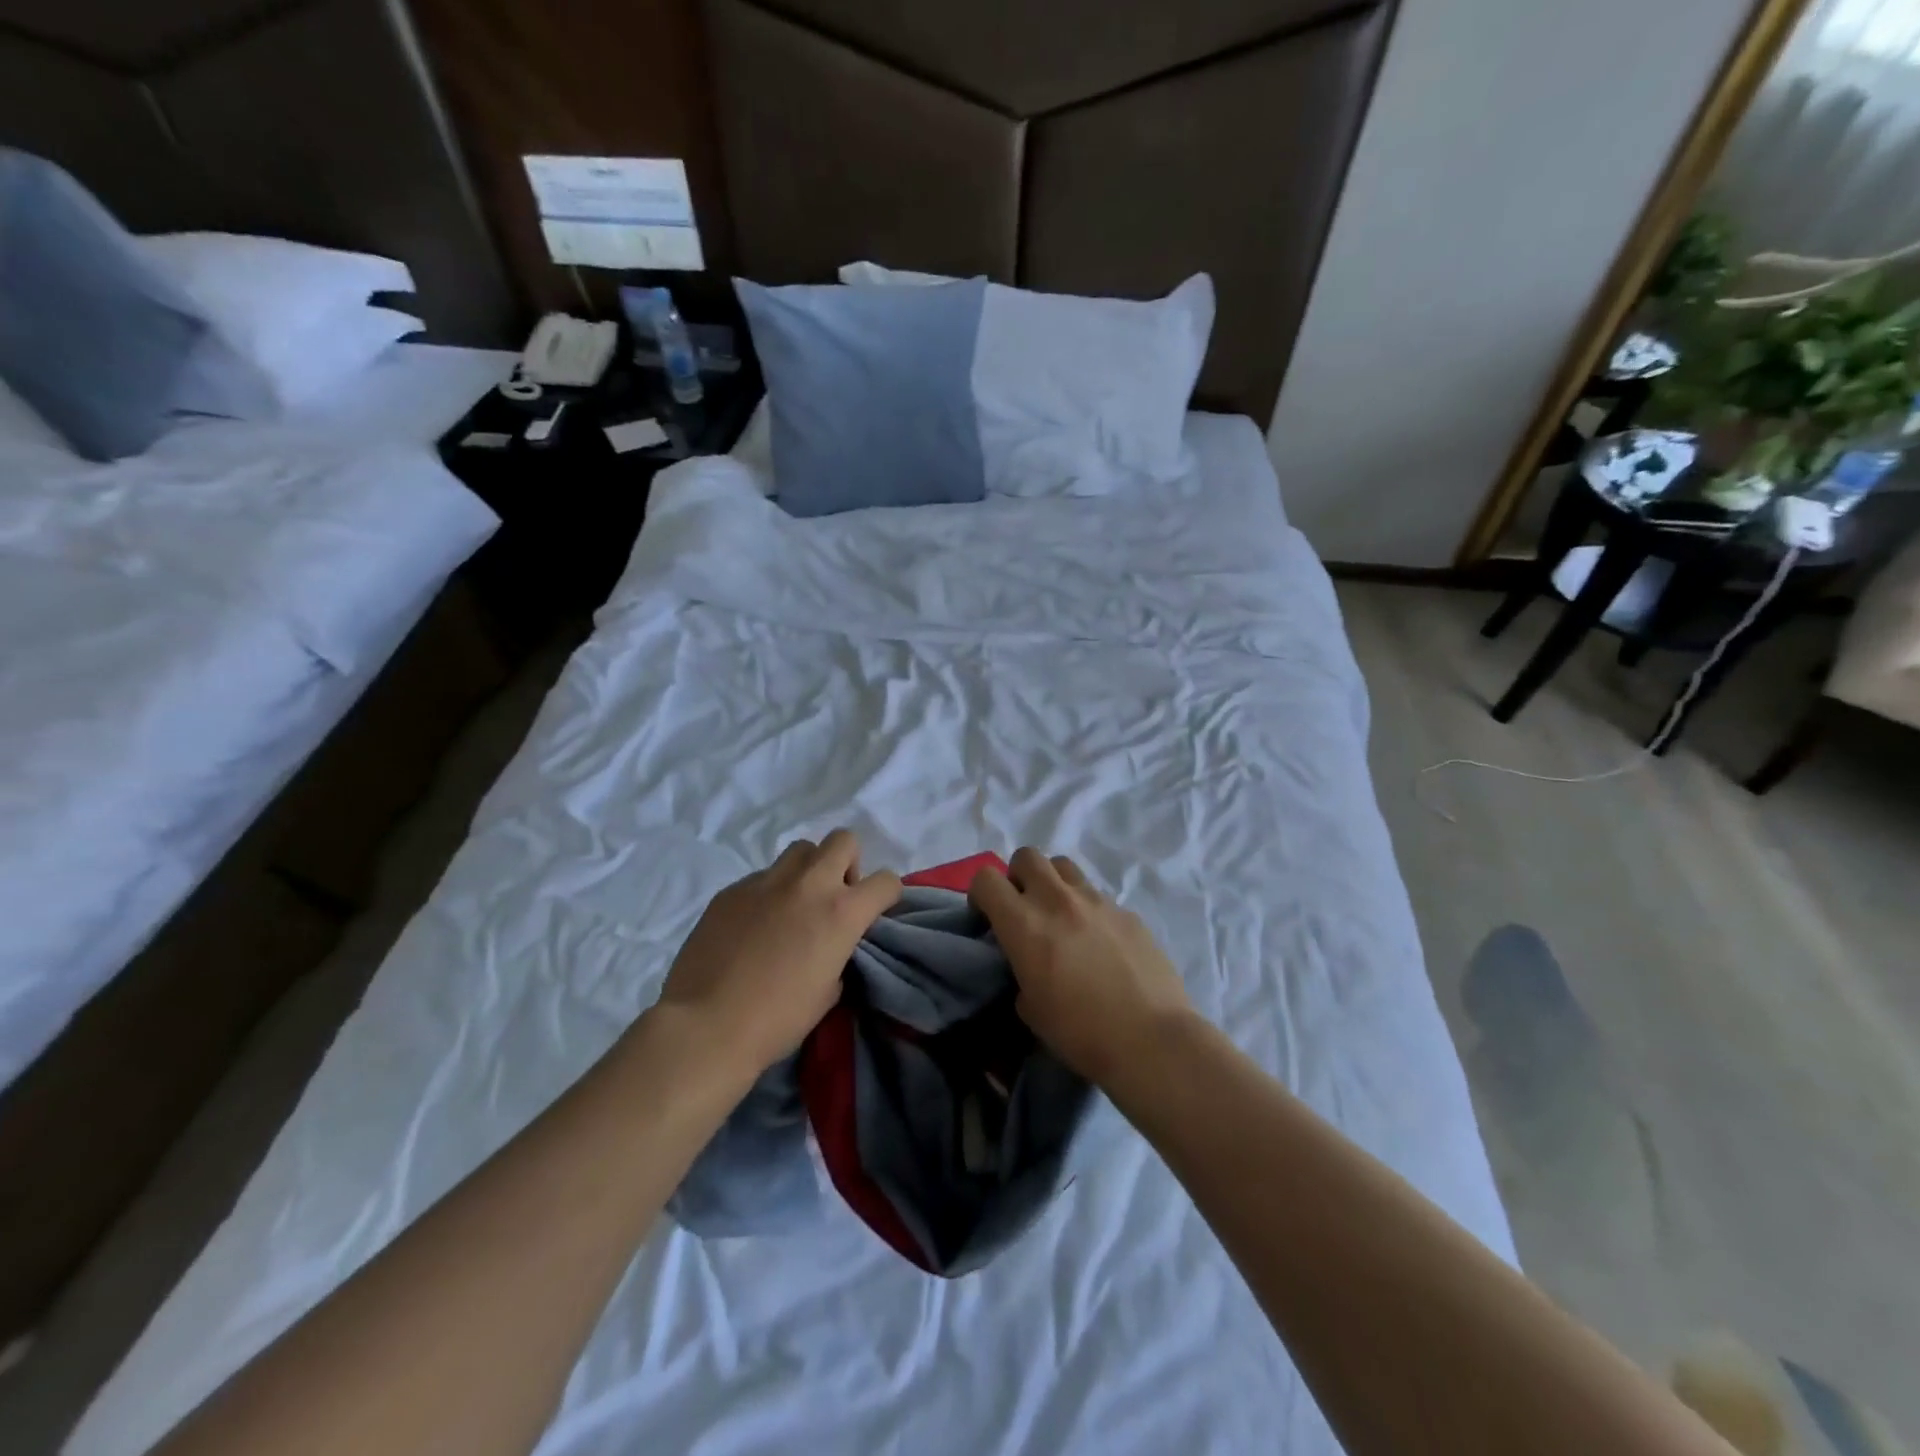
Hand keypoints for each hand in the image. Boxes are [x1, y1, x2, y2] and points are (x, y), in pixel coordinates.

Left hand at [656, 830, 901, 1076]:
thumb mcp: (828, 992)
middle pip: (843, 840)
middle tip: (834, 896)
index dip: (886, 896)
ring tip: (794, 904)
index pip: (886, 881)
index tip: (874, 912)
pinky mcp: (732, 890)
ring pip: (800, 850)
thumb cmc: (777, 1019)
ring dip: (807, 870)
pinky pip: (762, 877)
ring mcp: (766, 882)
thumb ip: (838, 955)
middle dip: (848, 863)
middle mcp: (809, 884)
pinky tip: (753, 926)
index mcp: (841, 912)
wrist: (706, 1026)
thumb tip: (829, 945)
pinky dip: (769, 893)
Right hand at [969, 847, 1194, 1086]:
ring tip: (1062, 917)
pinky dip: (1089, 910)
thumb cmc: (1081, 1032)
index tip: (988, 918)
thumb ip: (1021, 972)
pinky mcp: (1128, 911)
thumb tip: (1029, 966)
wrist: (1151, 1039)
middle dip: (1019, 876)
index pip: (986, 879)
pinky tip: (1101, 943)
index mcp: (1024, 923)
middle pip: (1027, 856)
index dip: (981, 895)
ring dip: (1054, 884)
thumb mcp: (1030, 1009)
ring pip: (1064, 866)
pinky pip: (1098, 896)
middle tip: (1025, 909)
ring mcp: (1097, 901)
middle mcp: (1058, 900)